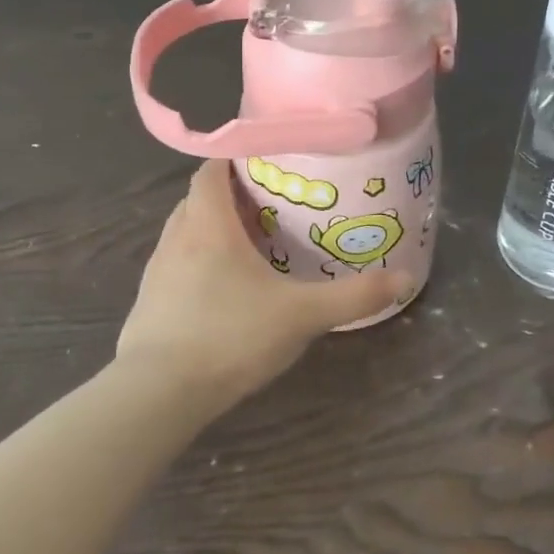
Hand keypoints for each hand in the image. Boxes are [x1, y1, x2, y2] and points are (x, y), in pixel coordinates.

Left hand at [115, 160, 411, 417]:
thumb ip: (353, 297)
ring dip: (213, 229)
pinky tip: (225, 288)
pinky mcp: (149, 303)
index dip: (235, 158)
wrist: (157, 395)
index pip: (211, 170)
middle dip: (231, 194)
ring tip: (253, 242)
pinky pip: (177, 264)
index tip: (267, 159)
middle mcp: (177, 238)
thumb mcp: (301, 316)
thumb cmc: (229, 337)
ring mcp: (157, 271)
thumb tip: (405, 278)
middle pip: (200, 199)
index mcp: (208, 225)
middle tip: (272, 201)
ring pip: (186, 232)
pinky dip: (199, 261)